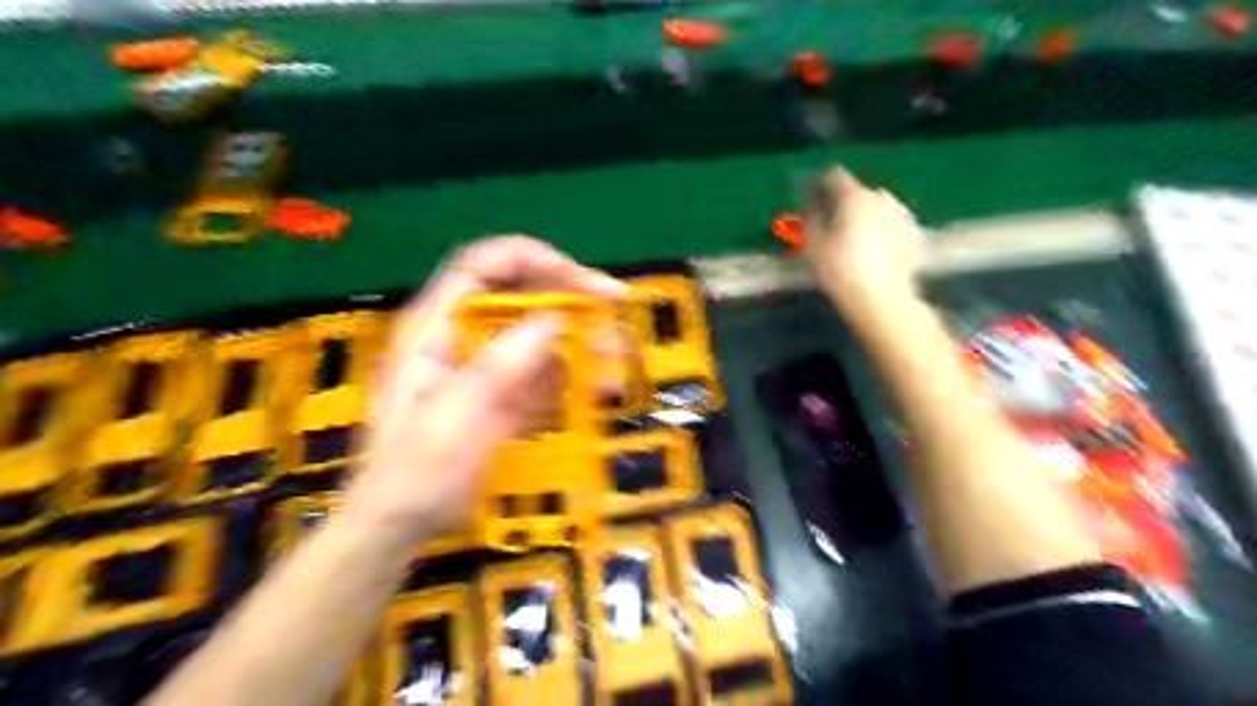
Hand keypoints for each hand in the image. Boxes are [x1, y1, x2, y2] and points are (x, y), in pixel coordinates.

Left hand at [342, 236, 626, 545]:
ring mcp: (489, 365)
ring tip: (617, 352)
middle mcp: (465, 336)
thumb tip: (554, 319)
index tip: (577, 277)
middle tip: (615, 302)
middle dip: (568, 292)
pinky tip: (604, 383)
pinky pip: (547, 371)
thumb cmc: (415, 473)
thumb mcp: (453, 418)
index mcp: (436, 328)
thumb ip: (500, 366)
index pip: (482, 266)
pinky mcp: (508, 394)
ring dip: (581, 335)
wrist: (403, 525)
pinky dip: (577, 372)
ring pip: (541, 331)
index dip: (530, 258)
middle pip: (519, 292)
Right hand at [799, 167, 926, 317]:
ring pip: (877, 207)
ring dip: (864, 214)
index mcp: (855, 196)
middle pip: (858, 191)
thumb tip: (812, 205)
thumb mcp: (812, 245)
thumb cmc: (839, 271)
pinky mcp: (914, 235)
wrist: (881, 299)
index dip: (820, 183)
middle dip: (843, 201)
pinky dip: (881, 230)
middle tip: (830, 221)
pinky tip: (874, 249)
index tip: (810, 196)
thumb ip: (810, 217)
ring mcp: (902, 215)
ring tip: (853, 236)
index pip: (835, 176)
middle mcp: (882, 198)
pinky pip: (892, 224)